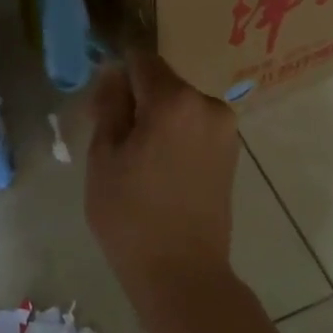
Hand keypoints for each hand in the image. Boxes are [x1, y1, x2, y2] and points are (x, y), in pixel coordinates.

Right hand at [86, 49, 240, 332]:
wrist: (182, 272)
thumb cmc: (130, 215)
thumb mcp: (104, 156)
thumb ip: (110, 105)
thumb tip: (115, 73)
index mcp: (175, 100)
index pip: (141, 59)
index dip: (117, 73)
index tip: (101, 100)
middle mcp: (208, 104)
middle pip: (162, 81)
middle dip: (137, 98)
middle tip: (112, 137)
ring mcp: (225, 129)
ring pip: (178, 104)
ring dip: (156, 118)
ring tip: (135, 159)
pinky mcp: (231, 151)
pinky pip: (194, 125)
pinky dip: (175, 134)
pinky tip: (159, 169)